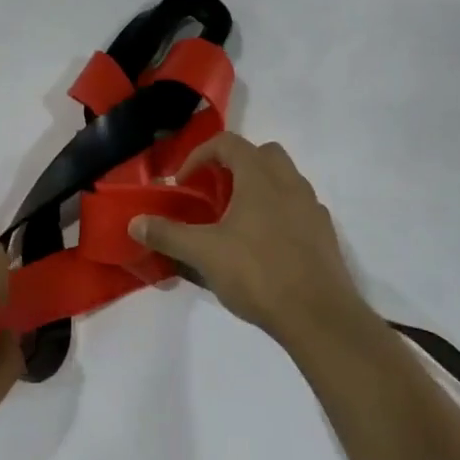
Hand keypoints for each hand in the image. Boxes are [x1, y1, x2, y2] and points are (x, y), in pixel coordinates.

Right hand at [131, 133, 375, 353]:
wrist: (319, 316)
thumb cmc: (258, 273)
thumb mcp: (204, 253)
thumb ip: (167, 234)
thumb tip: (135, 222)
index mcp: (260, 176)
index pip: (228, 143)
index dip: (200, 156)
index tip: (184, 183)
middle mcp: (290, 182)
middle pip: (261, 154)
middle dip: (235, 165)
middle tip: (214, 193)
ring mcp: (312, 207)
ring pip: (283, 179)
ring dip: (258, 188)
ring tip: (236, 220)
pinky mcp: (324, 233)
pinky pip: (297, 208)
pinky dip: (278, 213)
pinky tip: (264, 245)